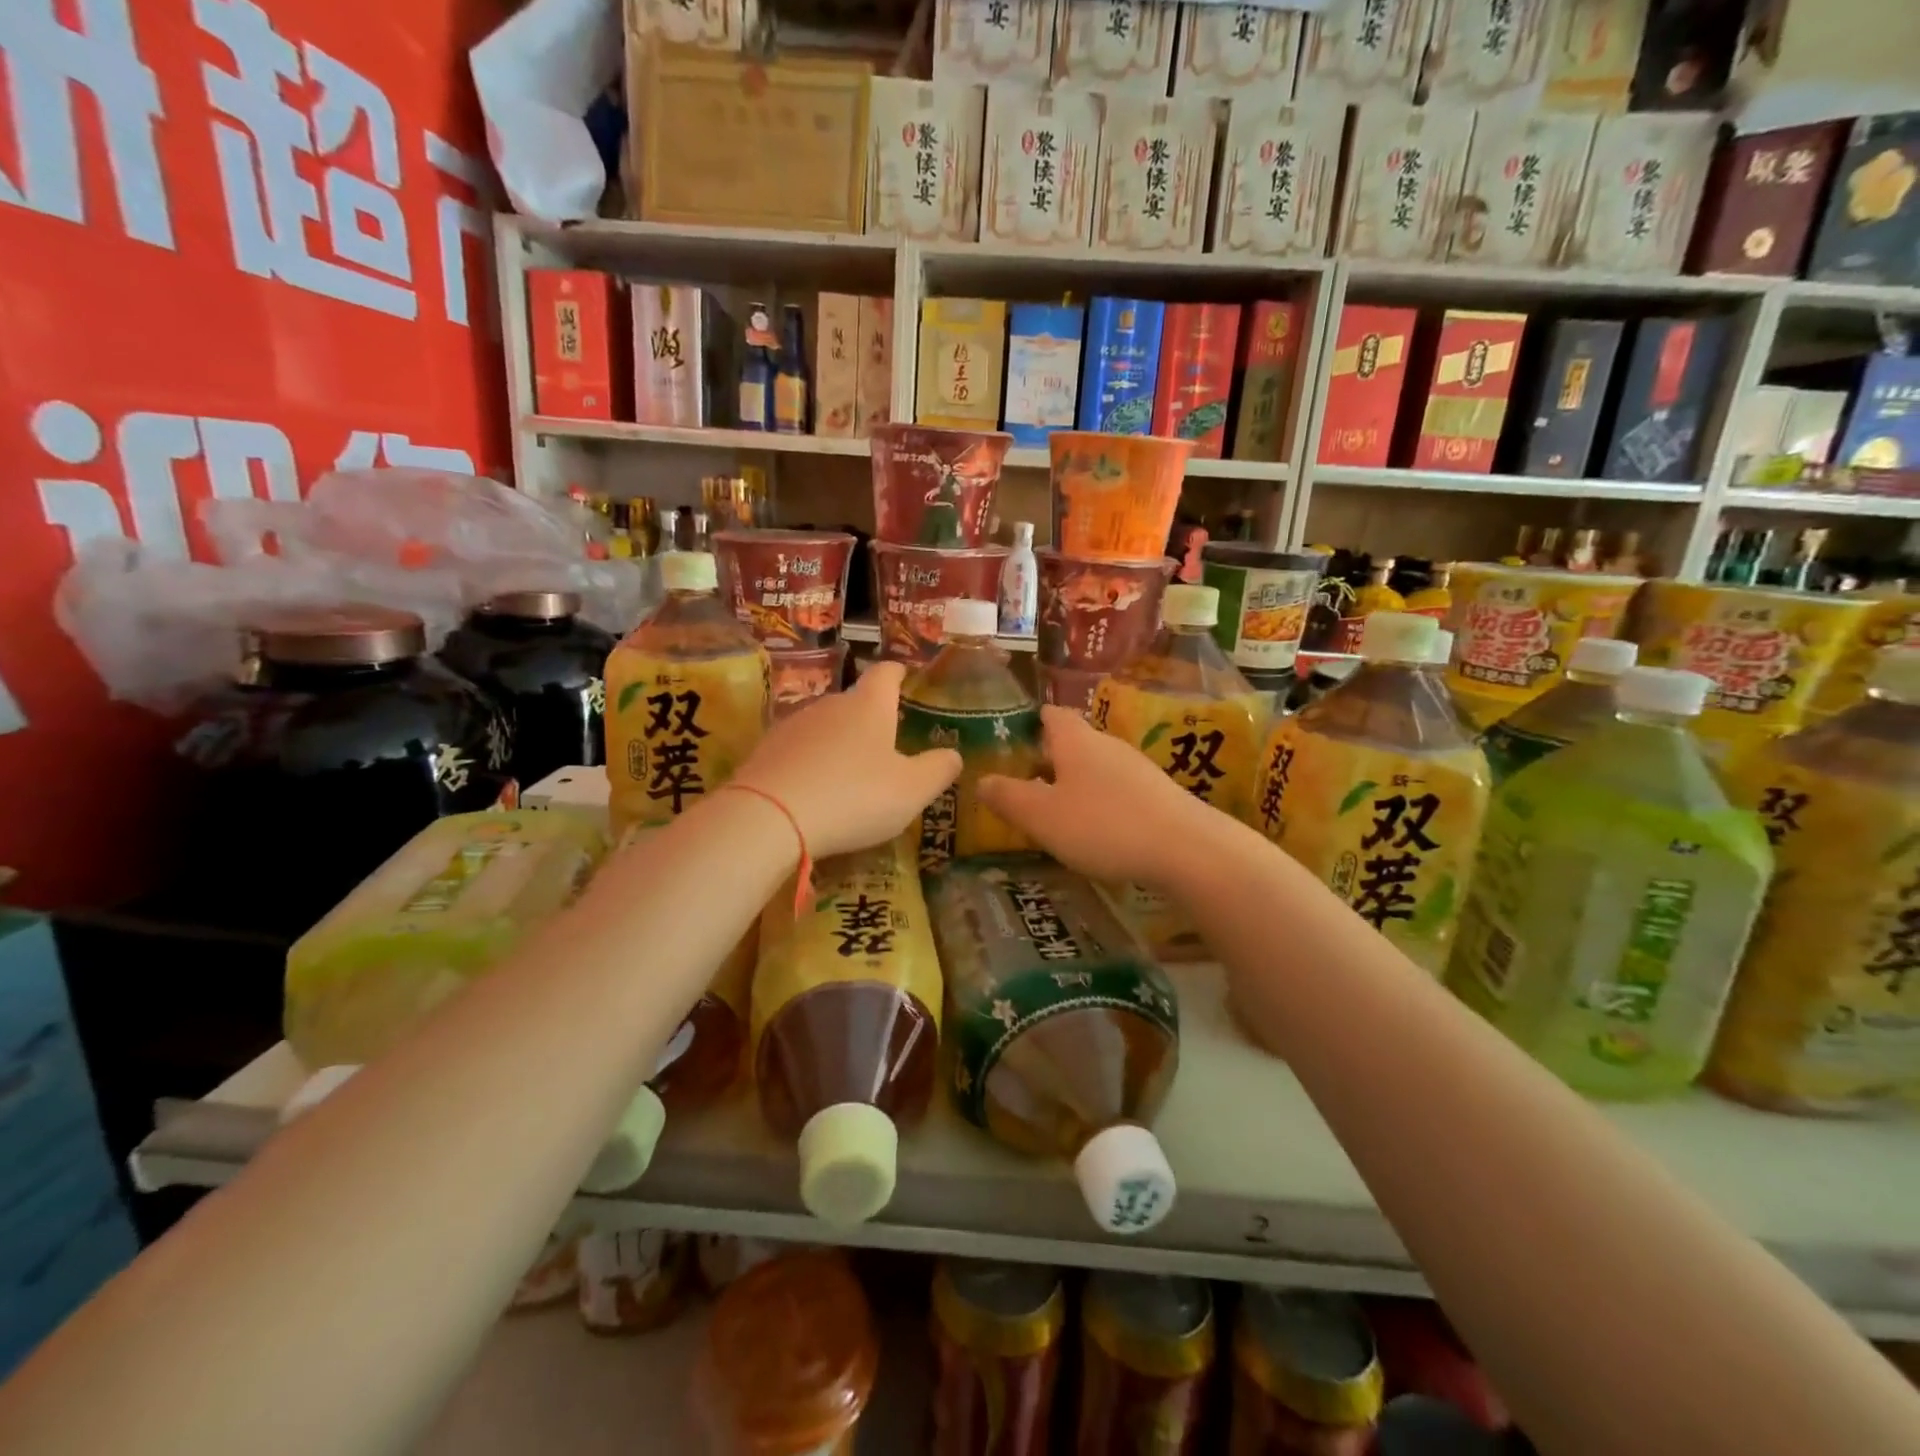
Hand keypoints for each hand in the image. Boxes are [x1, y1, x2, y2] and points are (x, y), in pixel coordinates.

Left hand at [731, 661, 960, 859]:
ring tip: (849, 774)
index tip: (903, 675)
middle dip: (869, 718)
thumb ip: (939, 770)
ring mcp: (792, 726)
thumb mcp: (912, 790)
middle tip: (885, 744)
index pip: (885, 674)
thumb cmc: (854, 796)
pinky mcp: (765, 751)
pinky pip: (797, 751)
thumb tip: (954, 755)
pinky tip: (814, 791)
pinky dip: (810, 764)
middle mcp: (829, 705)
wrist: (769, 817)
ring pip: (824, 727)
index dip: (897, 673)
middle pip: (853, 702)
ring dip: (838, 743)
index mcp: (868, 706)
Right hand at [977, 706, 1218, 890]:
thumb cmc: (1103, 824)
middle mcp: (1107, 745)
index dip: (1031, 721)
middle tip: (1025, 781)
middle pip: (1074, 741)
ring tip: (1056, 809)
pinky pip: (1119, 789)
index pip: (1051, 715)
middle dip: (1050, 758)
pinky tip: (1097, 829)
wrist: (1186, 849)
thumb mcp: (1042, 816)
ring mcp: (1138, 768)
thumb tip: (981, 781)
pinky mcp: (1158, 795)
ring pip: (1097, 767)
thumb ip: (1008, 798)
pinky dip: (1101, 801)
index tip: (1015, 734)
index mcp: (1076, 741)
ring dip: (1076, 782)